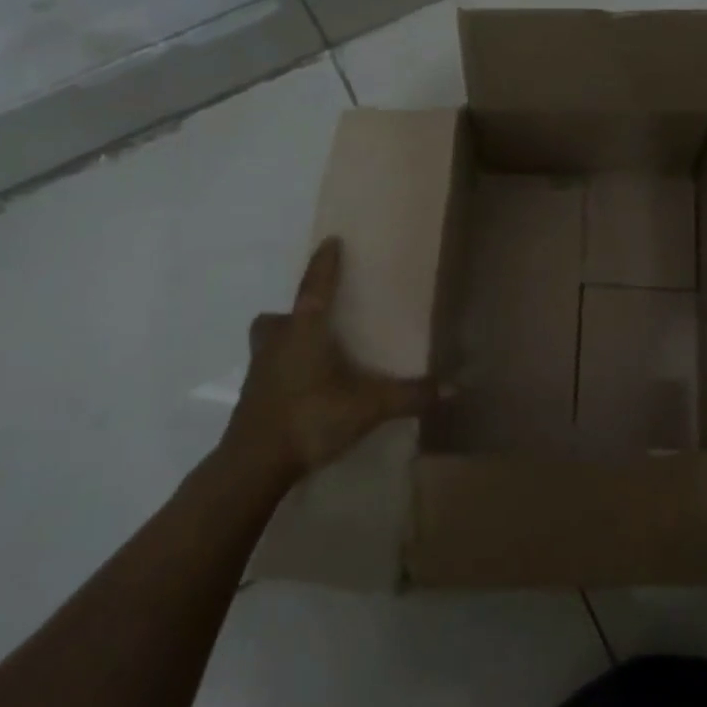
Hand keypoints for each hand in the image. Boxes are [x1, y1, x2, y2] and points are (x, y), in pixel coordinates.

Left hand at [220, 237, 441, 484]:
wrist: (253, 465)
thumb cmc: (311, 418)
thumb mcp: (369, 407)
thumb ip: (410, 395)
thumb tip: (454, 387)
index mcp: (305, 332)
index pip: (315, 287)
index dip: (324, 264)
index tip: (331, 241)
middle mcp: (278, 343)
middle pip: (277, 317)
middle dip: (294, 313)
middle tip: (318, 319)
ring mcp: (259, 372)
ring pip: (267, 343)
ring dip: (284, 341)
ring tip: (310, 354)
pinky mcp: (251, 398)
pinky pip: (266, 371)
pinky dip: (282, 372)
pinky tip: (304, 389)